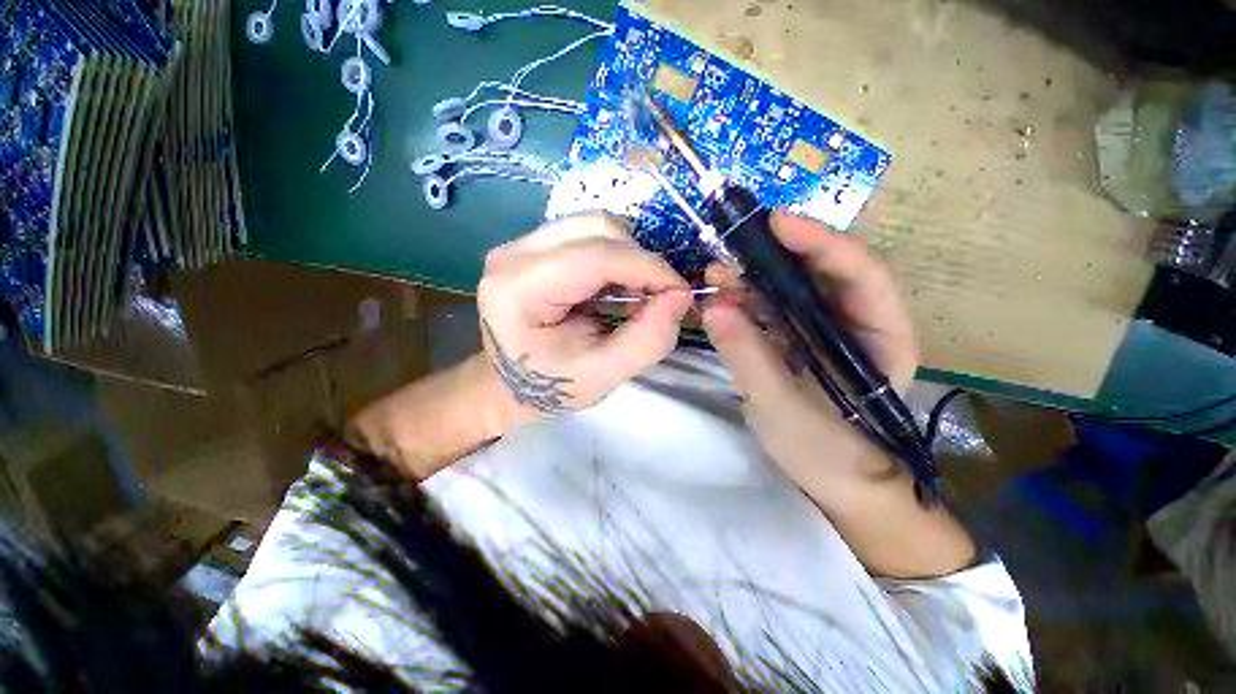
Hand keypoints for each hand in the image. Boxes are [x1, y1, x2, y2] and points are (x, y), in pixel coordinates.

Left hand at [478, 213, 691, 420]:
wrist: (510, 383)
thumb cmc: (552, 385)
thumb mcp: (605, 375)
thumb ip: (648, 339)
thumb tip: (680, 296)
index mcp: (519, 291)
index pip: (594, 257)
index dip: (647, 268)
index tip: (679, 292)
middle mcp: (512, 255)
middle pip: (594, 228)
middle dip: (638, 259)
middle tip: (656, 295)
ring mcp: (519, 245)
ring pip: (592, 225)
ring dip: (627, 255)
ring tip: (634, 292)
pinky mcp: (532, 246)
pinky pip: (585, 234)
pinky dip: (613, 255)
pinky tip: (614, 285)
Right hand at [701, 212, 918, 483]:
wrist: (835, 484)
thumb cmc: (828, 456)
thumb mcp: (785, 411)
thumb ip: (749, 358)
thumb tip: (713, 308)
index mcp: (881, 338)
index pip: (860, 275)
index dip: (821, 243)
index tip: (776, 222)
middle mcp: (856, 323)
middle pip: (821, 273)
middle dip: (776, 256)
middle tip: (731, 249)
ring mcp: (823, 331)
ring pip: (790, 289)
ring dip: (752, 278)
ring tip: (715, 276)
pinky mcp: (796, 341)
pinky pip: (770, 311)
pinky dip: (744, 302)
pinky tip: (720, 300)